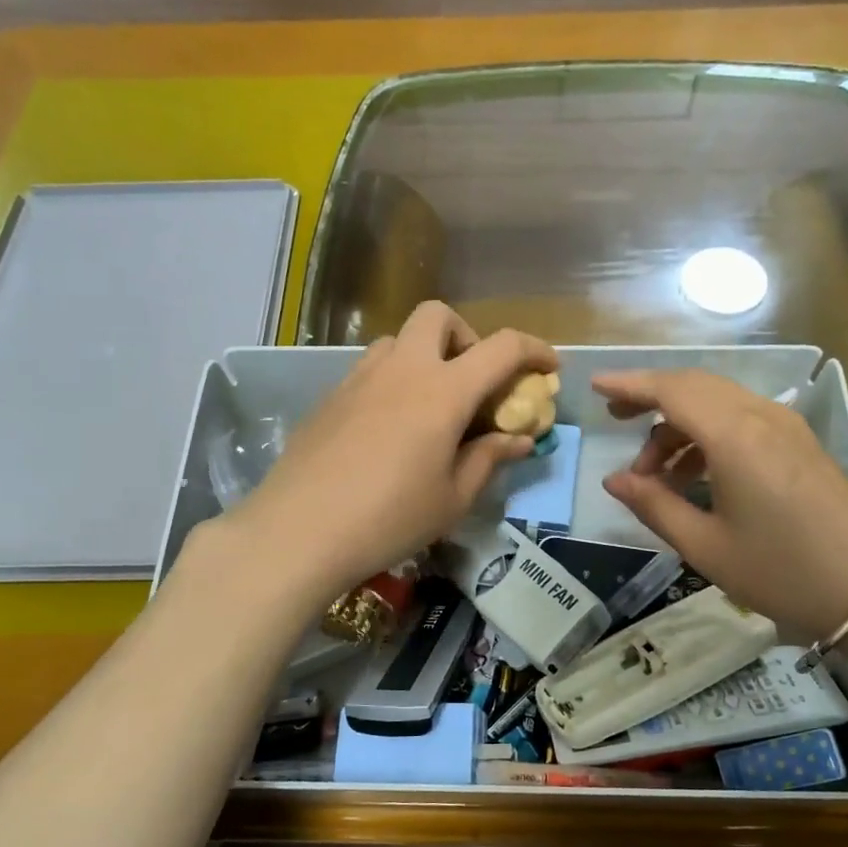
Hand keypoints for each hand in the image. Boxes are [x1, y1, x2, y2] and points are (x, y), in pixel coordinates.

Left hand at [230, 302, 557, 598]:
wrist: (299, 530)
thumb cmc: (390, 518)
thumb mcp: (453, 497)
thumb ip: (489, 458)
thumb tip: (519, 439)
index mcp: (443, 390)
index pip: (502, 347)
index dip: (534, 350)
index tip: (548, 369)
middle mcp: (402, 369)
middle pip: (438, 316)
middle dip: (466, 336)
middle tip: (473, 381)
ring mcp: (359, 379)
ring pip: (398, 340)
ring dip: (425, 356)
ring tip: (430, 406)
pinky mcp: (330, 398)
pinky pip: (370, 369)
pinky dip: (393, 381)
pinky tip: (389, 429)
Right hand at [593, 369, 847, 642]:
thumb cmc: (781, 571)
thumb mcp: (705, 547)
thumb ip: (654, 506)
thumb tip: (613, 480)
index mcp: (734, 437)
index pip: (671, 391)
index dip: (629, 384)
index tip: (594, 385)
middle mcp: (760, 417)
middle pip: (694, 386)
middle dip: (650, 397)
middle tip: (615, 420)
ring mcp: (785, 426)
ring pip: (718, 402)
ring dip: (679, 424)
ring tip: (653, 473)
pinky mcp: (799, 442)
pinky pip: (741, 418)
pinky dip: (707, 433)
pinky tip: (694, 474)